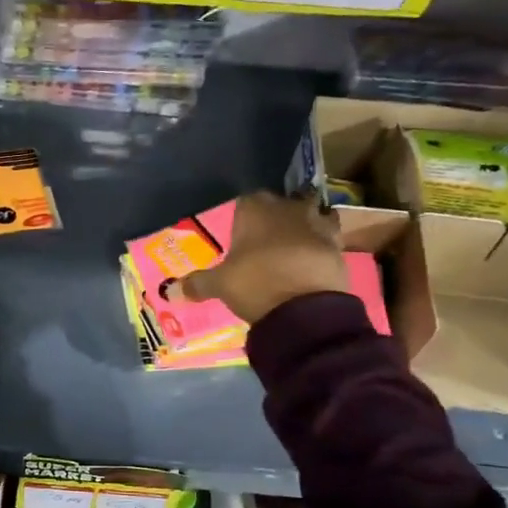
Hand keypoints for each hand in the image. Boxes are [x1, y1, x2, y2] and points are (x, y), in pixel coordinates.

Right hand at [177, 191, 347, 324]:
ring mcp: (316, 222)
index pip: (246, 200)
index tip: (241, 232)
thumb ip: (197, 284)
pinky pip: (329, 235)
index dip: (243, 216)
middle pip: (281, 203)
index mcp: (255, 209)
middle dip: (275, 216)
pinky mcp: (338, 243)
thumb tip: (170, 292)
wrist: (305, 307)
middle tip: (266, 240)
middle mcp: (286, 207)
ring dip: (304, 224)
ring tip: (295, 244)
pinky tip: (314, 258)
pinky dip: (322, 243)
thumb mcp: (220, 285)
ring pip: (311, 213)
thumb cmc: (255, 284)